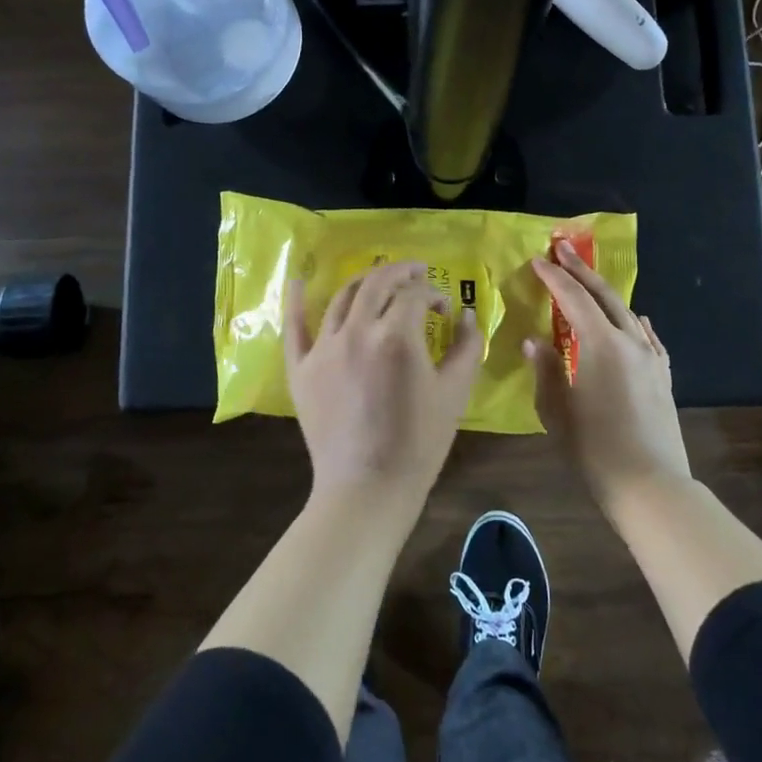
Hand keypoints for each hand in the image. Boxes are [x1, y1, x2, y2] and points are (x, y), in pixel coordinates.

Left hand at [286, 261, 482, 507]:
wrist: (366, 488)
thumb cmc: (418, 444)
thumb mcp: (454, 394)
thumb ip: (466, 348)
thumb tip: (467, 315)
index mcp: (396, 336)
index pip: (415, 295)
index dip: (433, 294)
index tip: (444, 308)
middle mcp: (356, 331)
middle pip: (376, 284)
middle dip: (399, 272)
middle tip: (415, 273)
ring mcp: (323, 348)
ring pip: (341, 297)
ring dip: (364, 283)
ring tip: (379, 282)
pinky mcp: (300, 368)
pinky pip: (294, 326)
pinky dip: (295, 301)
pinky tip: (297, 281)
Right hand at [526, 241, 691, 517]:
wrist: (650, 486)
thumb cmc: (594, 448)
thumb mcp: (557, 409)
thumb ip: (546, 369)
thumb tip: (535, 341)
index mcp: (601, 344)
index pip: (573, 299)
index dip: (554, 278)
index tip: (538, 260)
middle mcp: (630, 341)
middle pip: (604, 296)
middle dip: (582, 270)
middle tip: (563, 248)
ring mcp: (651, 359)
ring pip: (628, 313)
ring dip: (606, 293)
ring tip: (590, 280)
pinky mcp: (663, 377)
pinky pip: (648, 337)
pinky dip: (635, 322)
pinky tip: (636, 320)